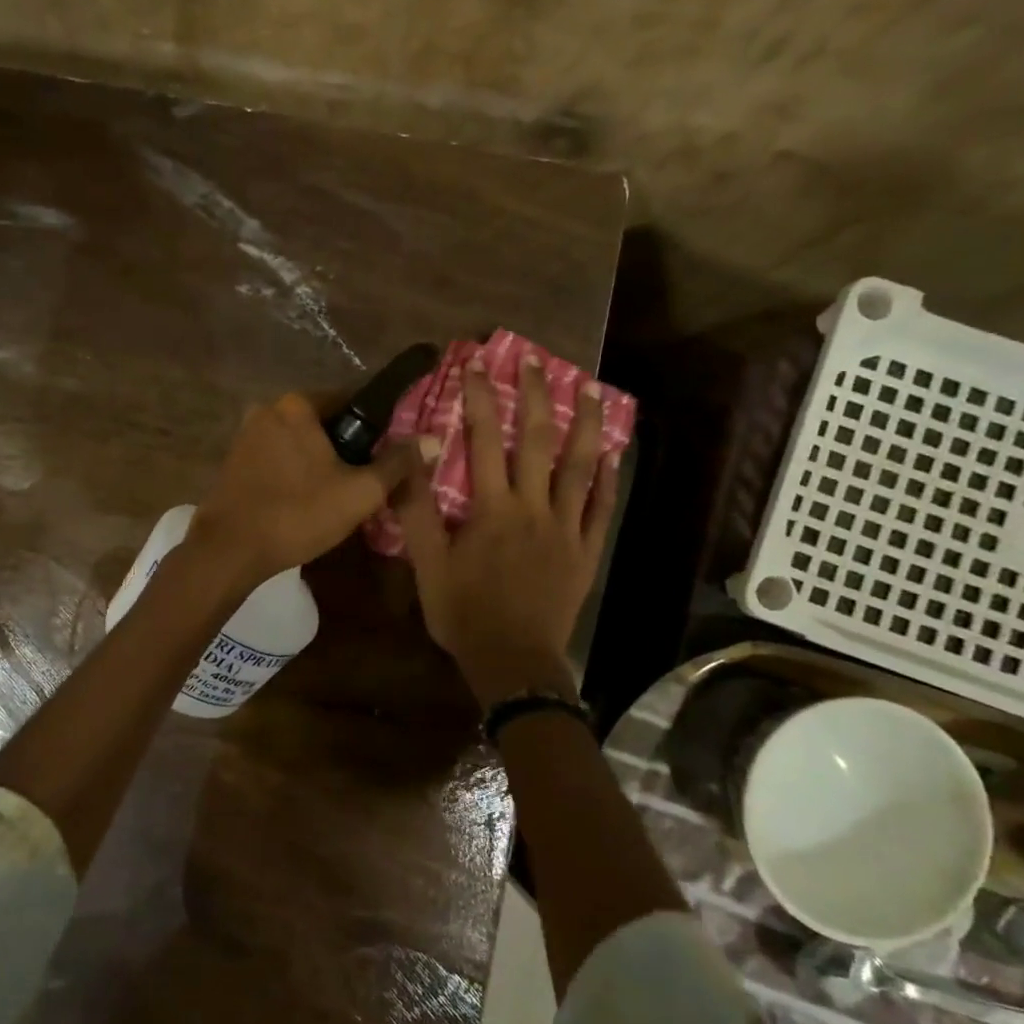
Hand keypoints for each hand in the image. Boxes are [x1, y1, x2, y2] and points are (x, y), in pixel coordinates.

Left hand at [189, 392, 432, 587]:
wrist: (230, 550)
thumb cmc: (298, 514)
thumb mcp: (359, 492)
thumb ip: (396, 463)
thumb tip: (430, 441)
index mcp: (297, 404)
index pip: (351, 400)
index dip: (376, 427)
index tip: (389, 454)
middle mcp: (268, 409)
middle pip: (323, 422)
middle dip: (346, 447)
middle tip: (365, 481)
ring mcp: (246, 434)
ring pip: (299, 442)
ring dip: (319, 461)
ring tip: (338, 495)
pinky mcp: (234, 460)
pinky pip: (277, 457)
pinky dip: (295, 471)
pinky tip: (305, 500)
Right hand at [396, 355, 621, 706]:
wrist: (512, 662)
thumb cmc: (463, 612)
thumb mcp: (426, 564)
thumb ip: (416, 509)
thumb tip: (411, 456)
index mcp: (492, 509)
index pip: (484, 441)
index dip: (480, 399)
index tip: (476, 364)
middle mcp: (533, 508)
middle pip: (537, 441)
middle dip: (534, 396)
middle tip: (535, 361)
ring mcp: (566, 528)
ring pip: (579, 466)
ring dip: (584, 424)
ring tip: (590, 388)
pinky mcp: (586, 551)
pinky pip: (601, 508)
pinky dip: (607, 477)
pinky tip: (612, 452)